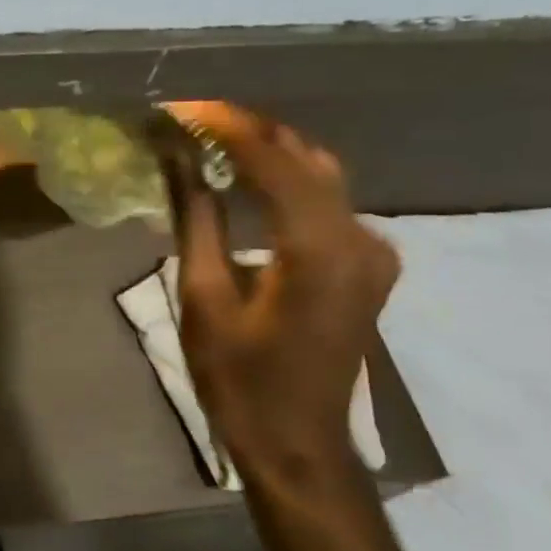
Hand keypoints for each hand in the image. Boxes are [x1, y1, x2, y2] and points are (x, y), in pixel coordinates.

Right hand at [156, 102, 399, 489]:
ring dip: (269, 152)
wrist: (298, 443)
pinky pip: (328, 202)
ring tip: (213, 139)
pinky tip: (250, 180)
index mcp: (318, 248)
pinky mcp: (369, 265)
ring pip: (321, 175)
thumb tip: (177, 157)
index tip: (180, 106)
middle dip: (247, 131)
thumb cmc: (239, 378)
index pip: (272, 160)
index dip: (225, 126)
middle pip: (304, 158)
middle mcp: (359, 238)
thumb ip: (195, 217)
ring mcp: (373, 252)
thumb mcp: (203, 296)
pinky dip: (288, 181)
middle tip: (191, 119)